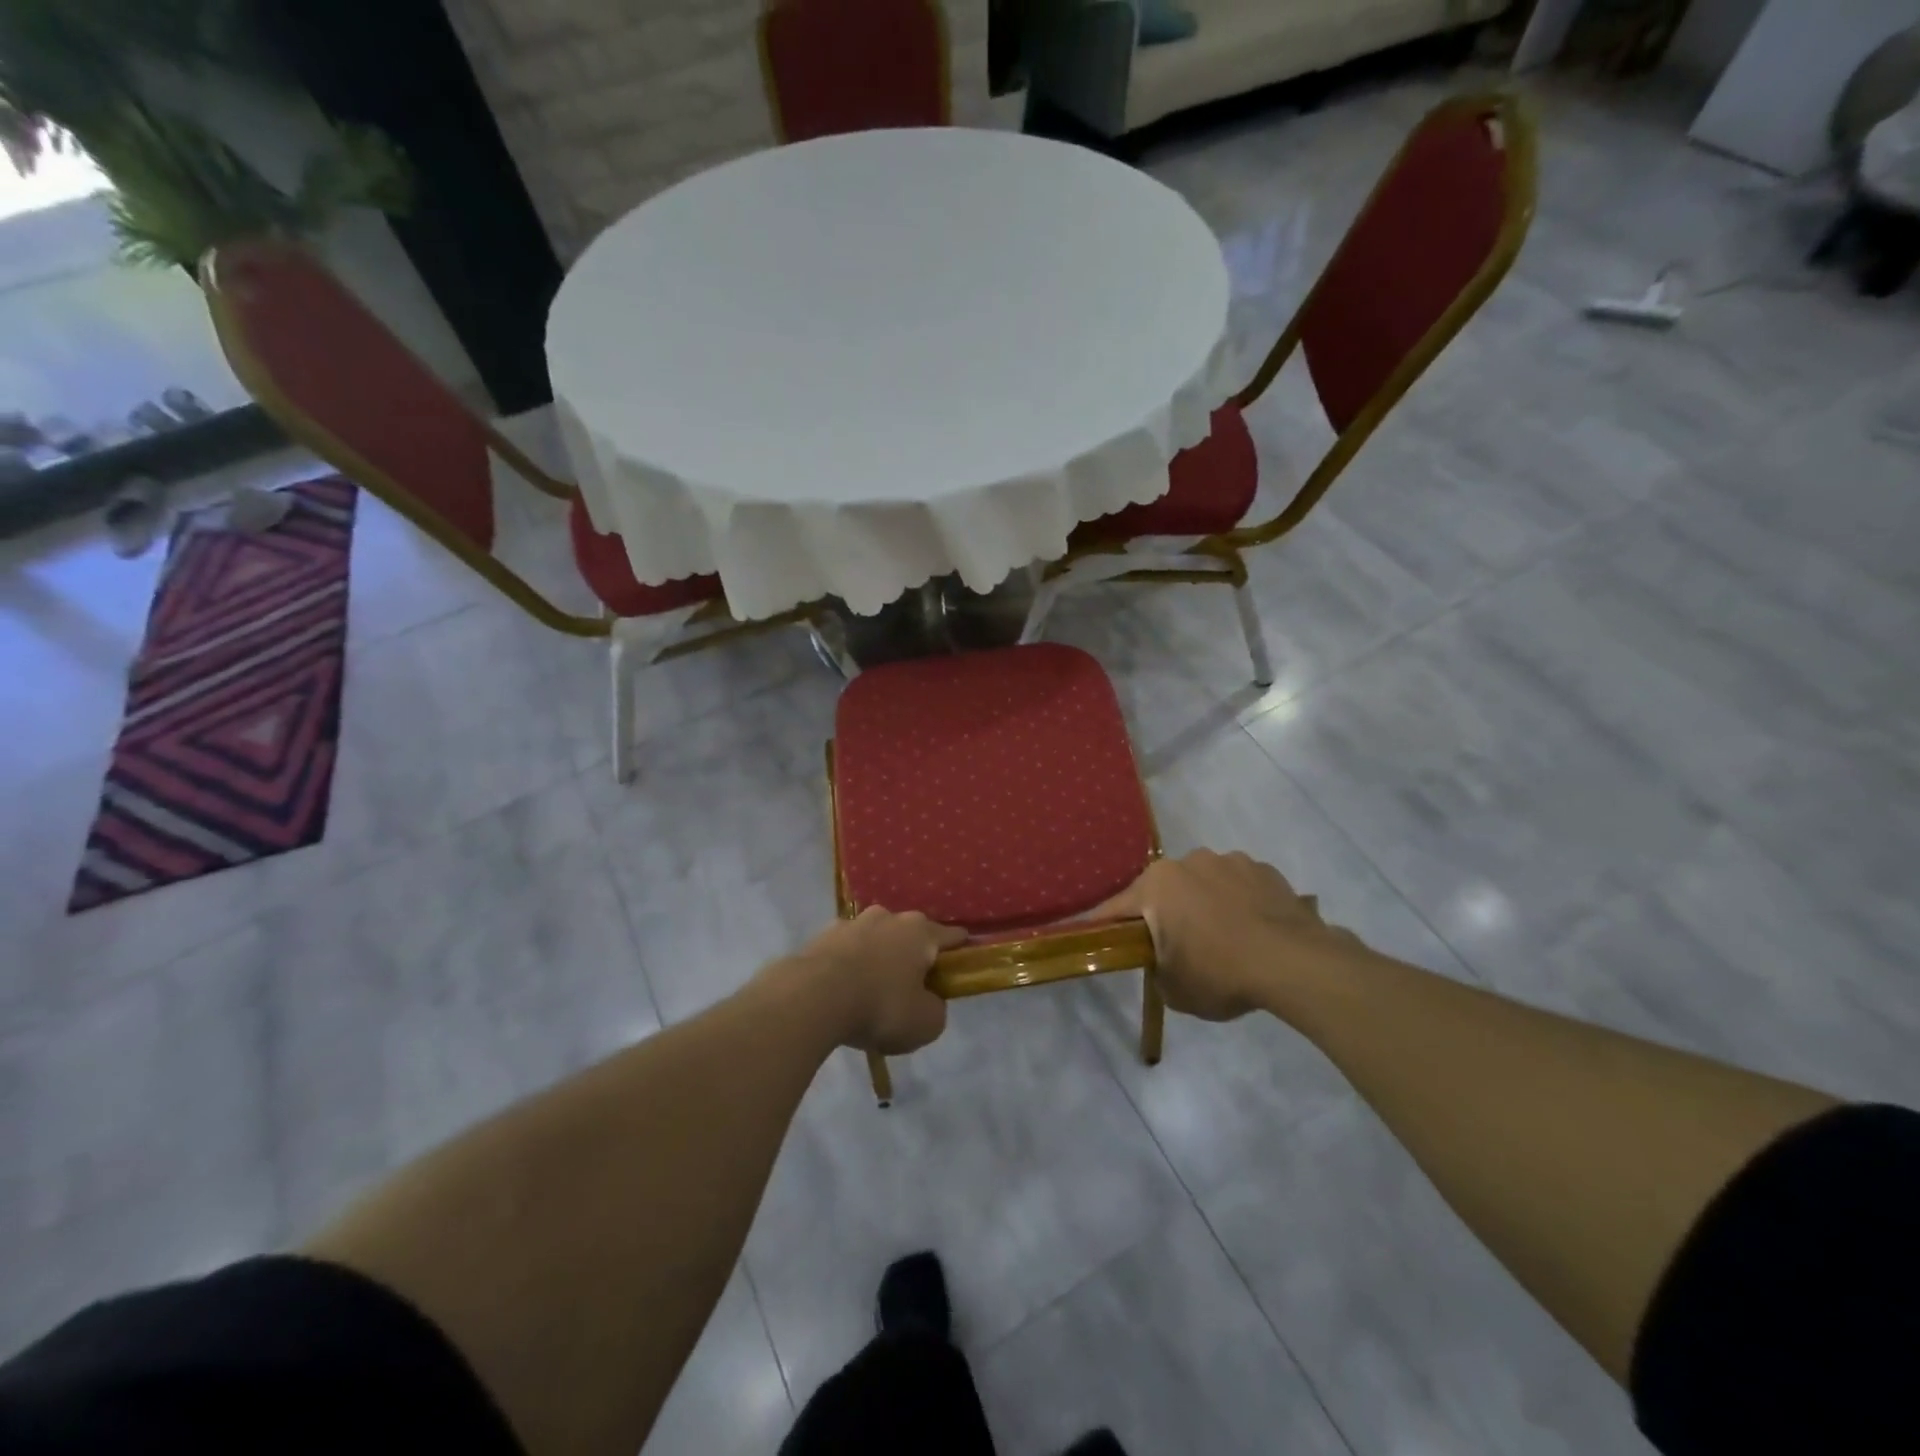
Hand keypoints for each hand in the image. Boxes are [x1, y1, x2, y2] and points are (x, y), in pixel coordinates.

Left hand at [788, 908, 967, 1054]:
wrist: (812, 997)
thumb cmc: (880, 1007)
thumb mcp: (925, 1023)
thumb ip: (936, 1009)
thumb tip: (929, 1001)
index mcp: (920, 932)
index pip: (951, 936)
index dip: (959, 950)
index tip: (961, 964)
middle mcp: (889, 917)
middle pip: (910, 934)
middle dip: (913, 954)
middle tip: (912, 986)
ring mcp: (853, 922)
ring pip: (876, 938)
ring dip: (879, 957)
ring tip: (872, 989)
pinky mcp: (822, 935)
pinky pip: (847, 950)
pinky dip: (850, 965)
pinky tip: (844, 990)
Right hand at [1094, 850, 1366, 1020]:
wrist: (1295, 963)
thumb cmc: (1220, 973)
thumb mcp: (1173, 989)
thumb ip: (1156, 968)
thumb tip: (1163, 960)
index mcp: (1157, 885)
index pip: (1117, 908)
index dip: (1105, 926)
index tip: (1098, 936)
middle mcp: (1188, 862)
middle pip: (1164, 891)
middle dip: (1165, 914)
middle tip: (1175, 947)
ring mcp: (1229, 861)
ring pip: (1203, 884)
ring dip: (1204, 904)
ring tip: (1223, 938)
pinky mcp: (1264, 869)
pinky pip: (1238, 886)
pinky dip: (1237, 903)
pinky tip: (1252, 931)